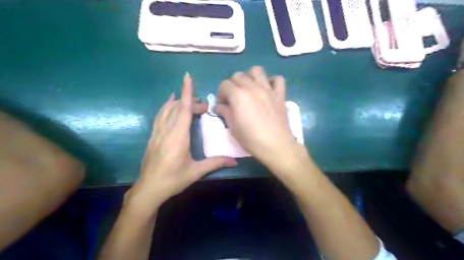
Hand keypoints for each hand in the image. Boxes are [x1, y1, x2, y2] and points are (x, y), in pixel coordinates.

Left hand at [124, 73, 235, 216]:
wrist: (149, 189)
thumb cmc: (173, 179)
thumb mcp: (196, 171)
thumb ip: (215, 163)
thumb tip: (234, 162)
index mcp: (178, 136)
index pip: (183, 109)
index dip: (186, 92)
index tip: (187, 77)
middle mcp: (167, 130)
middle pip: (177, 108)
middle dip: (190, 101)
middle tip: (203, 107)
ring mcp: (158, 133)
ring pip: (166, 110)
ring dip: (177, 102)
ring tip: (185, 98)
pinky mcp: (153, 137)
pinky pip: (159, 117)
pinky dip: (165, 108)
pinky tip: (168, 106)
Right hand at [214, 67, 302, 166]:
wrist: (275, 145)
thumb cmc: (251, 139)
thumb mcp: (233, 128)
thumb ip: (225, 112)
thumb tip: (220, 106)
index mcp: (238, 96)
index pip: (224, 84)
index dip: (220, 94)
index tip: (223, 104)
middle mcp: (252, 88)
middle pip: (238, 75)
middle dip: (232, 84)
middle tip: (234, 98)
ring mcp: (268, 89)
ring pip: (257, 70)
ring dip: (250, 77)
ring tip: (249, 88)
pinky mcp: (280, 94)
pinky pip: (278, 79)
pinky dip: (272, 81)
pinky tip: (268, 90)